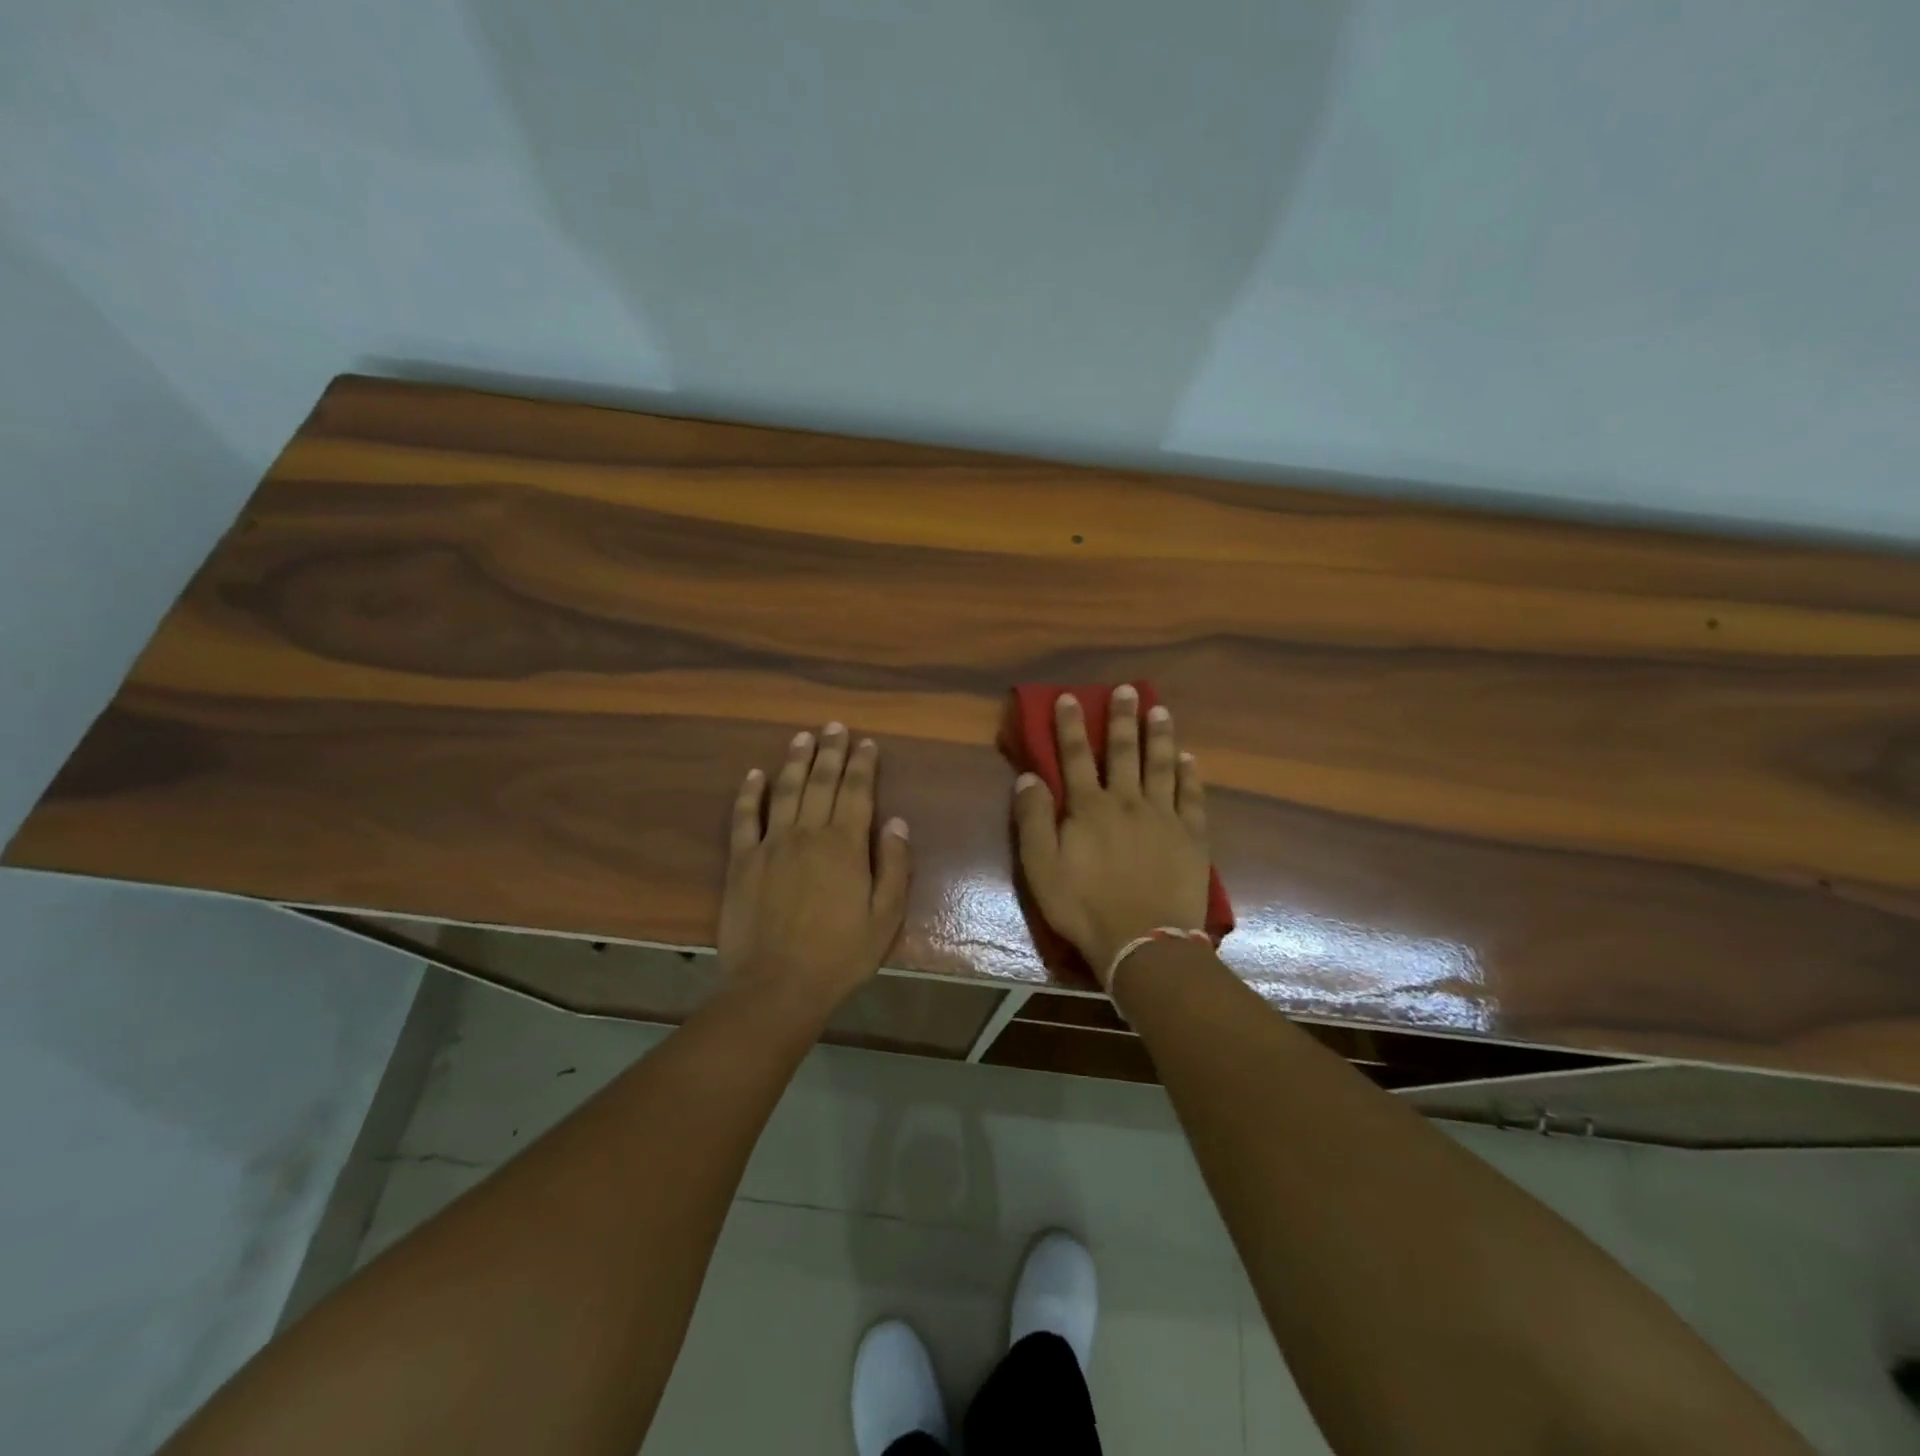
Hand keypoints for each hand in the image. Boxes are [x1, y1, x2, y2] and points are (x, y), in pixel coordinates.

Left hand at [718, 723, 911, 1019]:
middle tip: (834, 726)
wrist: (777, 986)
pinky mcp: (742, 861)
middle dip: (830, 751)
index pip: (857, 792)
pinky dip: (749, 794)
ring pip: (784, 791)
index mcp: (845, 845)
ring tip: (802, 737)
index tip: (866, 743)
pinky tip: (754, 774)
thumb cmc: (840, 955)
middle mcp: (808, 834)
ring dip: (794, 761)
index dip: (862, 764)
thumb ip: (894, 866)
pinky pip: (744, 818)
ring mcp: (771, 845)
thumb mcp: (885, 917)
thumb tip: (896, 822)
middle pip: (820, 782)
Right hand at [1013, 688, 1210, 986]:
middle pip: (1123, 751)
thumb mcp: (1041, 868)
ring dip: (1159, 736)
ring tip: (1160, 710)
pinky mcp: (1191, 836)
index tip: (1070, 696)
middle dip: (1122, 718)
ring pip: (1161, 765)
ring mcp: (1163, 816)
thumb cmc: (1084, 907)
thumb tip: (1028, 777)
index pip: (1075, 756)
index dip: (1070, 725)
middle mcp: (1127, 801)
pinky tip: (1189, 758)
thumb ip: (1033, 820)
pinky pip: (1192, 796)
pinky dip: (1190, 774)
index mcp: (1089, 808)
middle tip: (1127, 690)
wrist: (1143, 942)